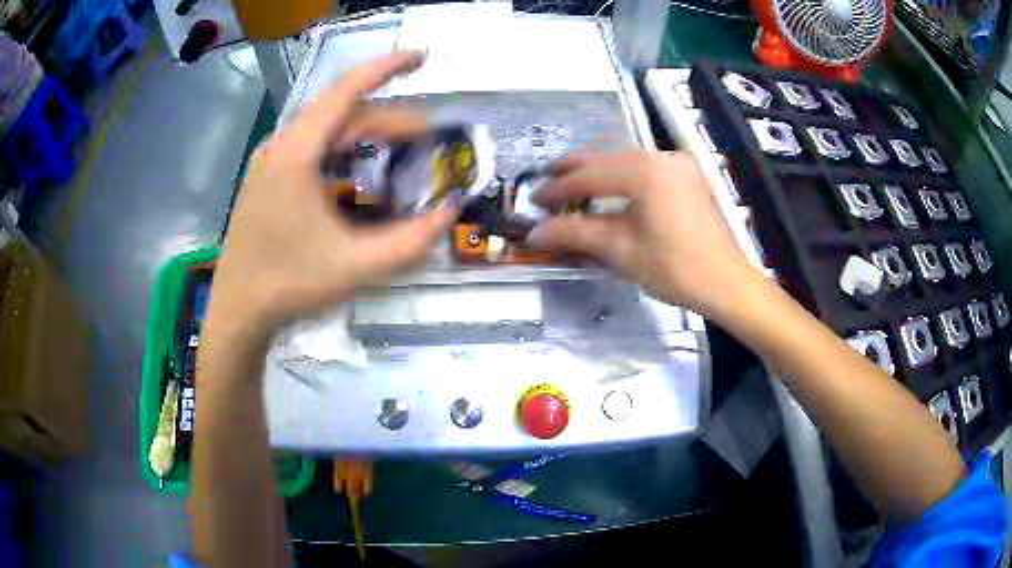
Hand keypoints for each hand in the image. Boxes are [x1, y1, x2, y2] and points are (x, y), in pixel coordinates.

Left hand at [209, 51, 455, 334]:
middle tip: (426, 140)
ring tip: (400, 152)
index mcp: (297, 153)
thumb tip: (449, 214)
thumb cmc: (289, 283)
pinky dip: (343, 151)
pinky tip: (360, 171)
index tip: (422, 57)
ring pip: (326, 130)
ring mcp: (271, 161)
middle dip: (388, 119)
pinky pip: (312, 149)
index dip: (387, 68)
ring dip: (366, 135)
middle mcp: (281, 146)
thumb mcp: (356, 265)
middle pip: (341, 113)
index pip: (347, 91)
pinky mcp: (268, 178)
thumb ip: (409, 241)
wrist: (239, 310)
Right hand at [528, 151, 759, 317]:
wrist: (726, 282)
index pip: (589, 175)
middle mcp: (660, 156)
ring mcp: (676, 162)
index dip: (558, 188)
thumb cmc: (675, 269)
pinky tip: (606, 186)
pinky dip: (619, 174)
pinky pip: (643, 165)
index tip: (533, 199)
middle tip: (545, 183)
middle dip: (573, 170)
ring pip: (624, 157)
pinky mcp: (686, 173)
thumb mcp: (621, 251)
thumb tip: (535, 232)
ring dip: (595, 170)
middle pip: (606, 156)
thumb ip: (575, 233)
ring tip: (570, 184)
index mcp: (644, 172)